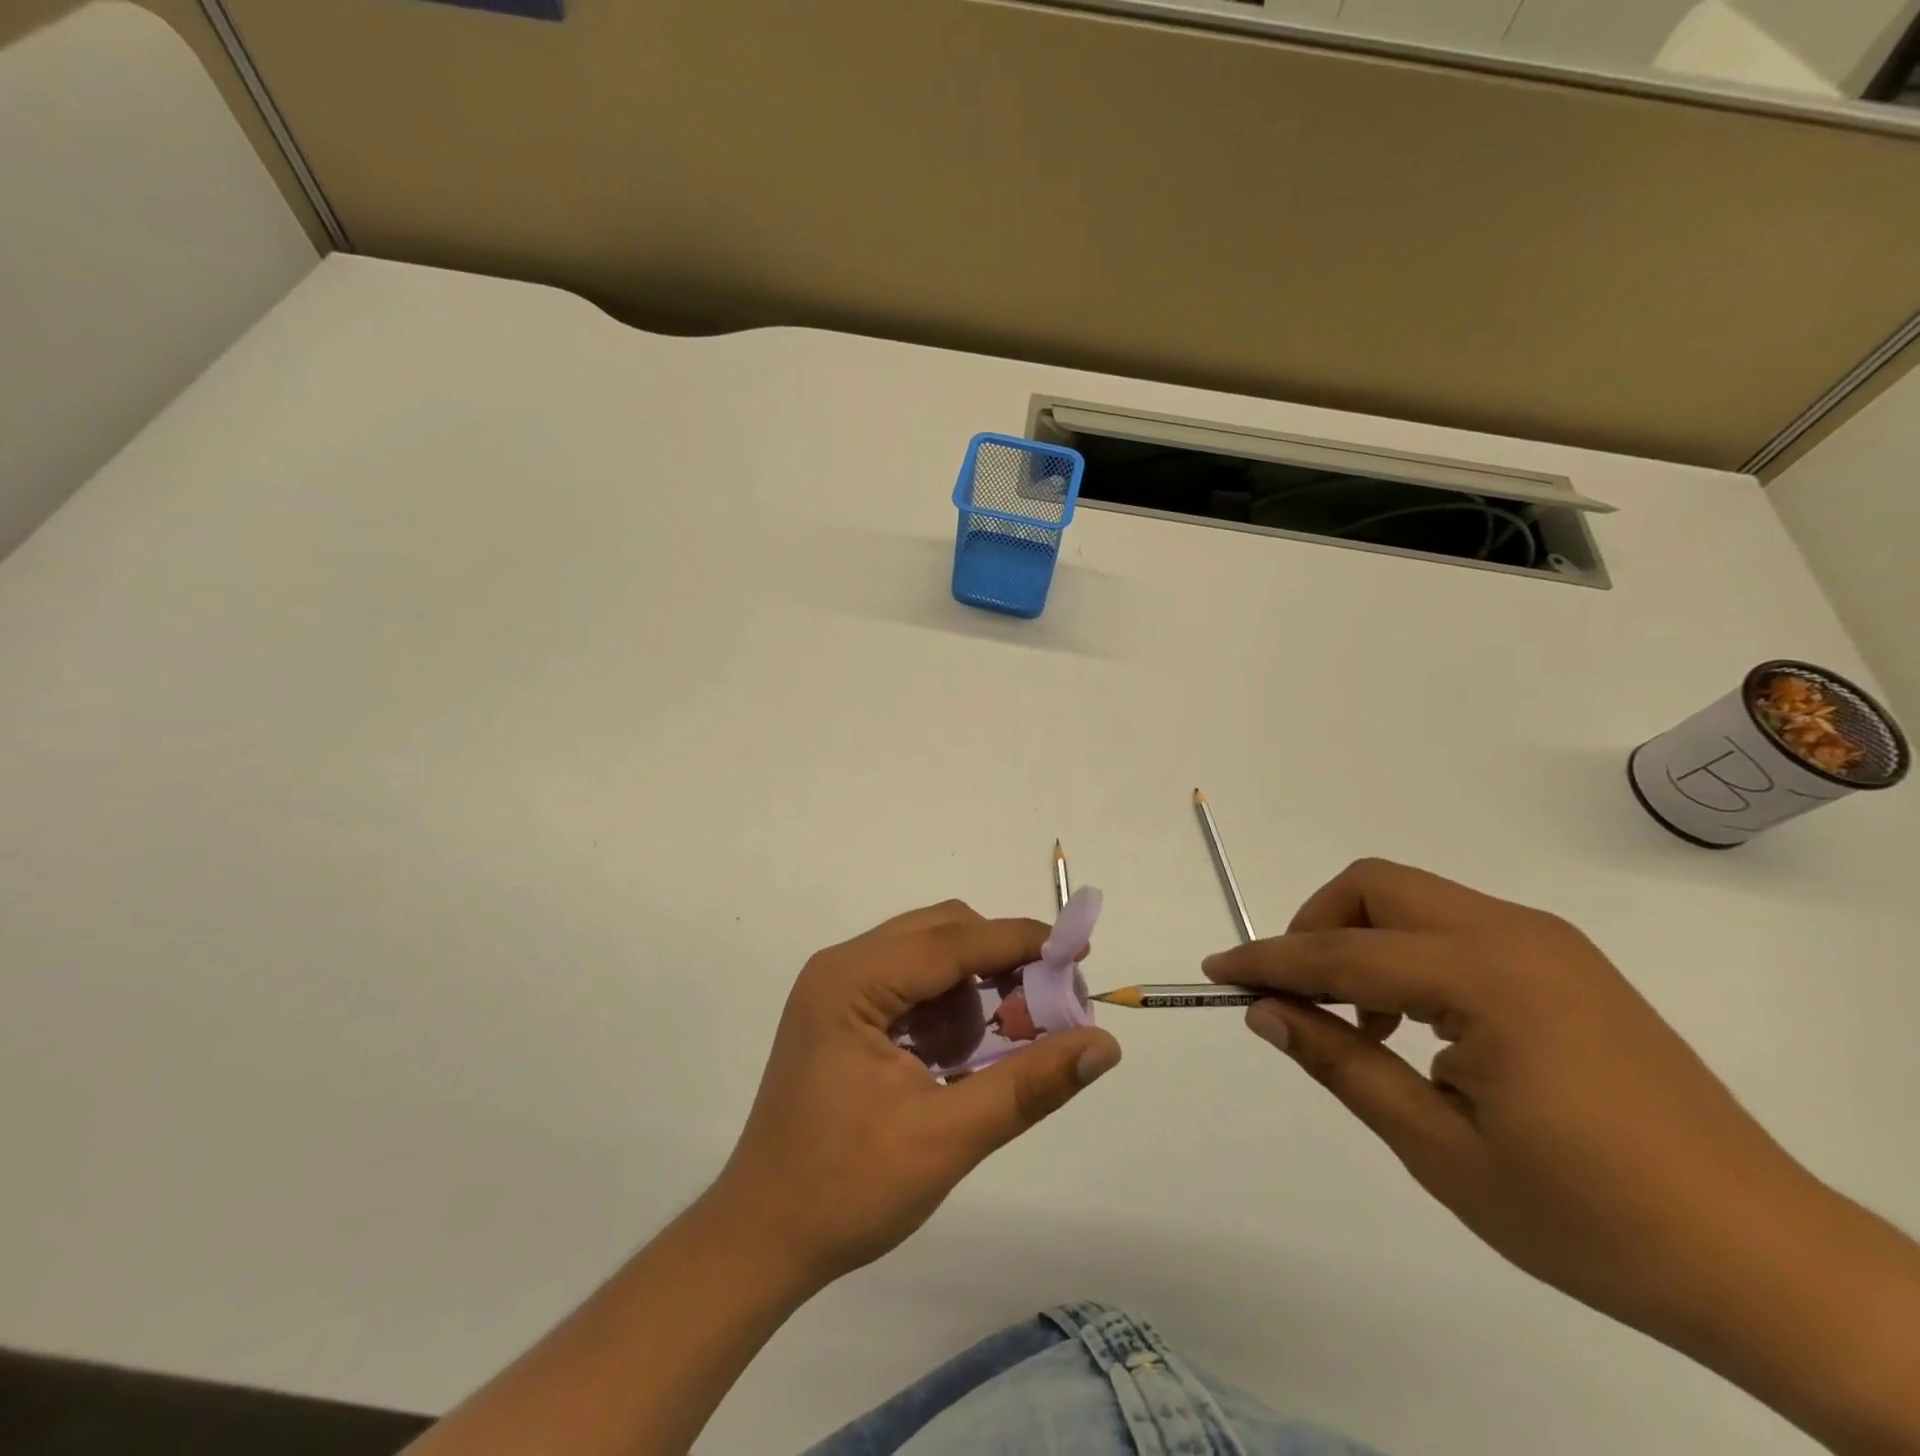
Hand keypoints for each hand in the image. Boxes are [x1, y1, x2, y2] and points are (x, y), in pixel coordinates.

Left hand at [708, 900, 1121, 1290]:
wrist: (761, 1240)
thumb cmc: (847, 1189)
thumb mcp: (947, 1137)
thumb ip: (1029, 1084)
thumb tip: (1104, 1044)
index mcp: (853, 981)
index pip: (953, 939)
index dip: (1020, 942)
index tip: (1079, 954)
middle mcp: (842, 967)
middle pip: (941, 933)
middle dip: (999, 964)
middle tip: (1046, 1010)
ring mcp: (838, 989)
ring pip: (929, 957)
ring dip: (973, 990)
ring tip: (995, 1050)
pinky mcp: (843, 1014)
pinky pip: (911, 986)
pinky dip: (946, 1010)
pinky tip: (955, 1061)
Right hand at [1205, 859, 1919, 1453]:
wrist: (1770, 1265)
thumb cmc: (1593, 1219)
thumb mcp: (1441, 1150)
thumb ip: (1343, 1063)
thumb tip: (1265, 1012)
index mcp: (1487, 979)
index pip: (1341, 950)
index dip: (1268, 960)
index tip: (1215, 970)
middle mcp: (1516, 935)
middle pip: (1377, 886)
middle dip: (1317, 925)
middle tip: (1299, 996)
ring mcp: (1549, 943)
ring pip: (1415, 899)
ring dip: (1363, 940)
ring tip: (1361, 1023)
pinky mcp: (1568, 963)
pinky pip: (1457, 927)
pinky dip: (1410, 954)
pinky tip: (1418, 1025)